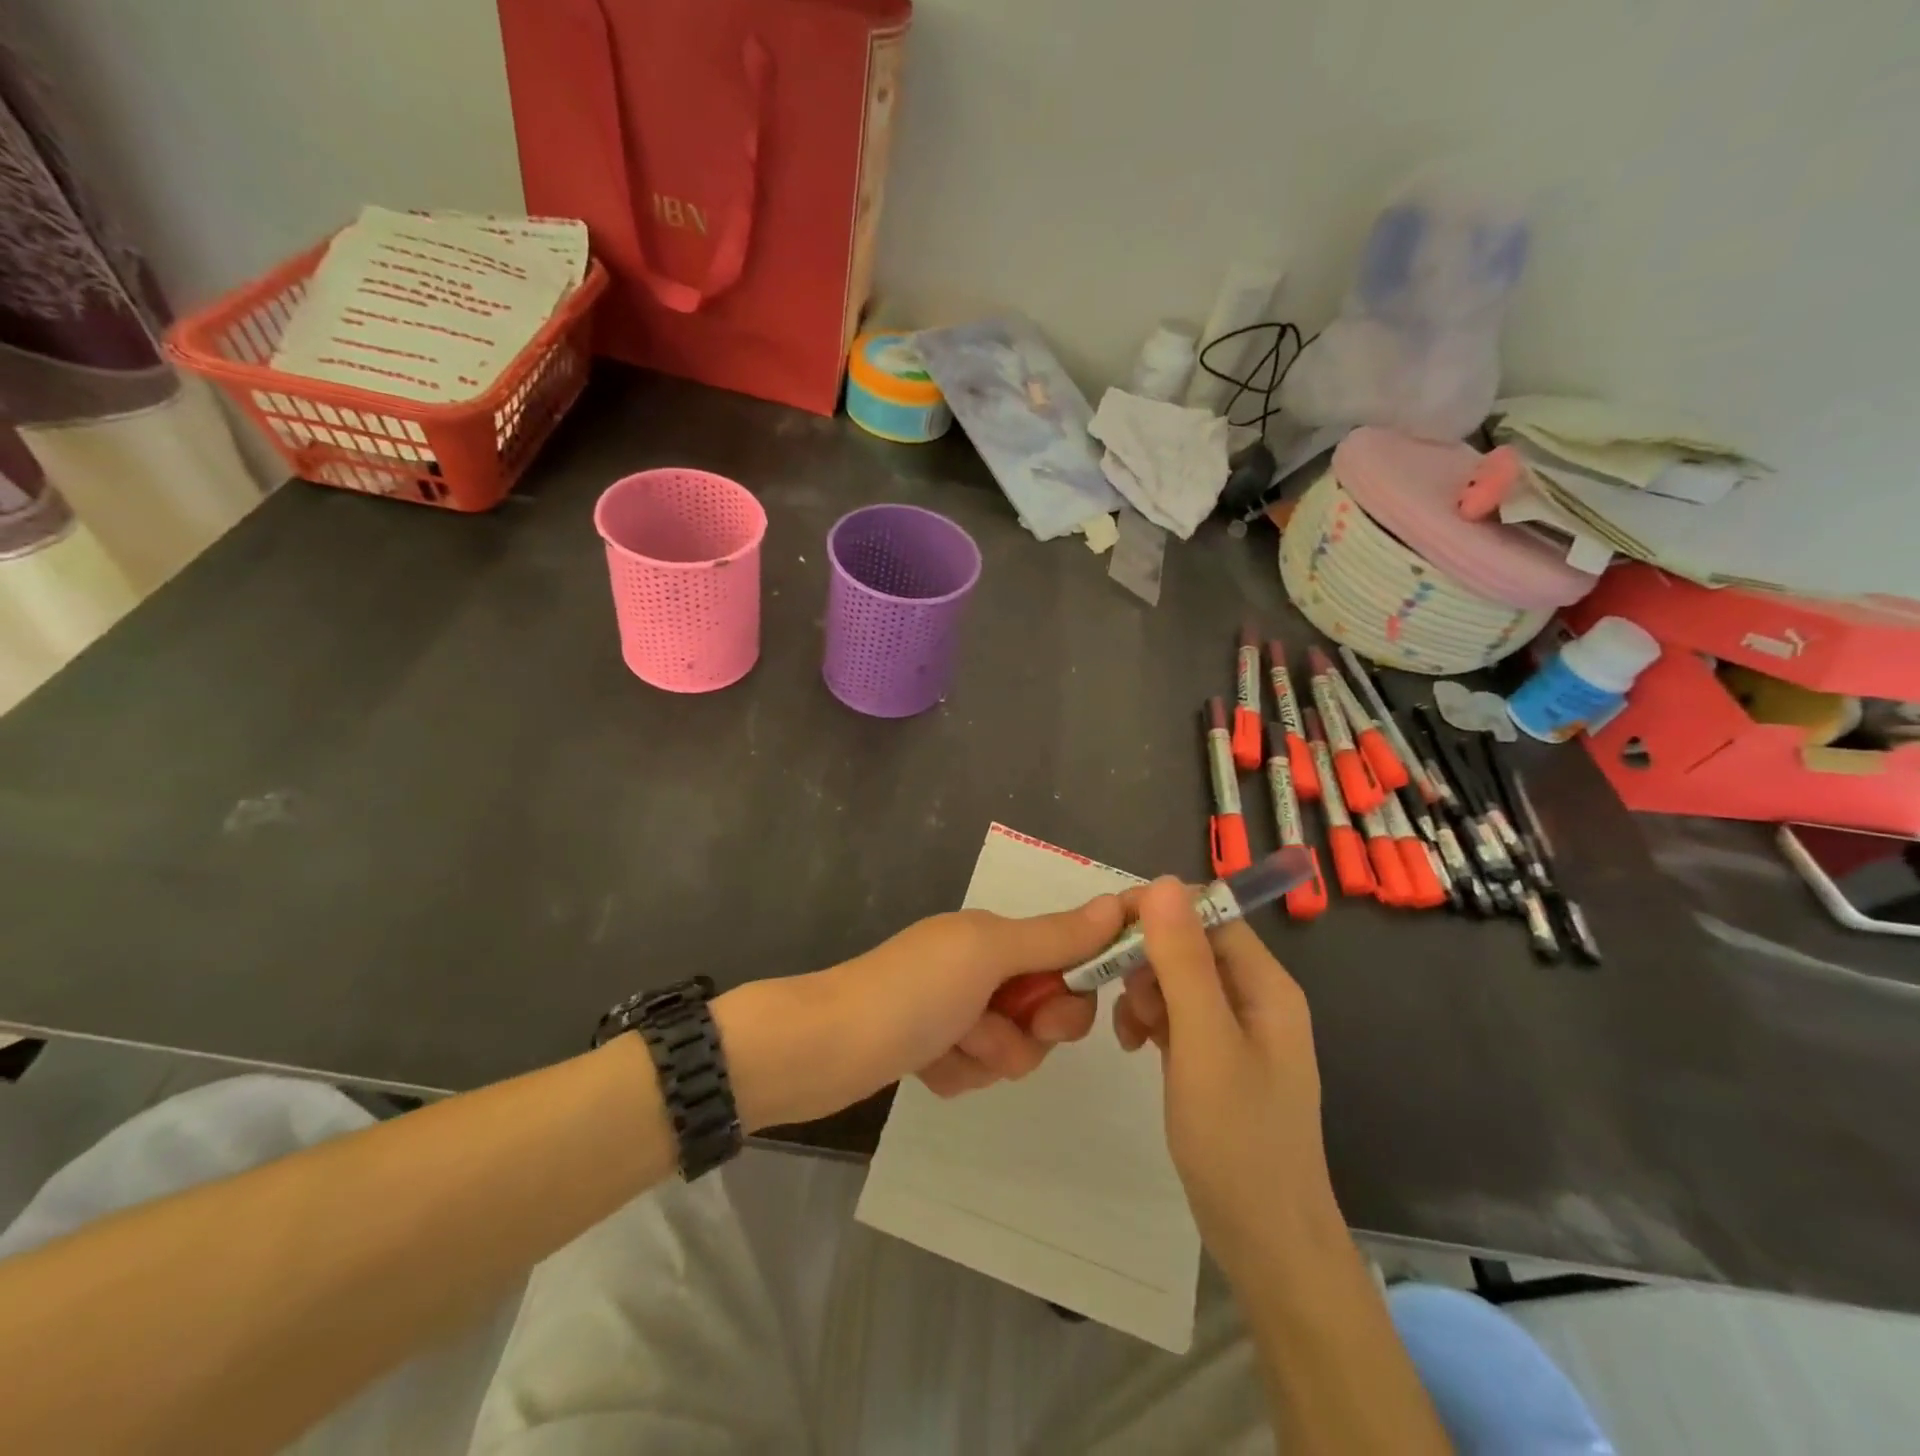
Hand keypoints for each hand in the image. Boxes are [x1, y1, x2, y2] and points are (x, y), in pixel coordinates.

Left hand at [714, 896, 1123, 1129]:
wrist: (823, 1049)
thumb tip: (1120, 902)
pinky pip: (976, 1070)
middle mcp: (978, 967)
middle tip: (986, 1029)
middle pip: (1046, 1011)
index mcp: (993, 936)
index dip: (1072, 990)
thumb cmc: (911, 993)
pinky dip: (957, 1073)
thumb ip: (1054, 937)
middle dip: (1025, 1032)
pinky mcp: (933, 1048)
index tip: (1051, 1012)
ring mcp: (955, 1010)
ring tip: (945, 1047)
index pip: (1068, 959)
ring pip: (1013, 1048)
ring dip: (985, 1056)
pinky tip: (925, 1065)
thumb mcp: (987, 954)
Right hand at [1114, 878, 1339, 1274]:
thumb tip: (1161, 883)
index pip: (1207, 913)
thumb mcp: (1204, 1042)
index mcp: (1265, 983)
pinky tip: (1133, 1045)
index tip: (1106, 930)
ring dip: (1142, 991)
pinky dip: (1149, 1019)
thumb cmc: (1238, 1138)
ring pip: (1176, 978)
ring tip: (1128, 1031)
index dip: (1157, 911)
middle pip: (1189, 943)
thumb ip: (1183, 961)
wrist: (1265, 1240)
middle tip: (1114, 994)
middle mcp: (1254, 996)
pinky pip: (1175, 1013)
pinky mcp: (1215, 1056)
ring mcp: (1235, 1028)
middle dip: (1145, 958)